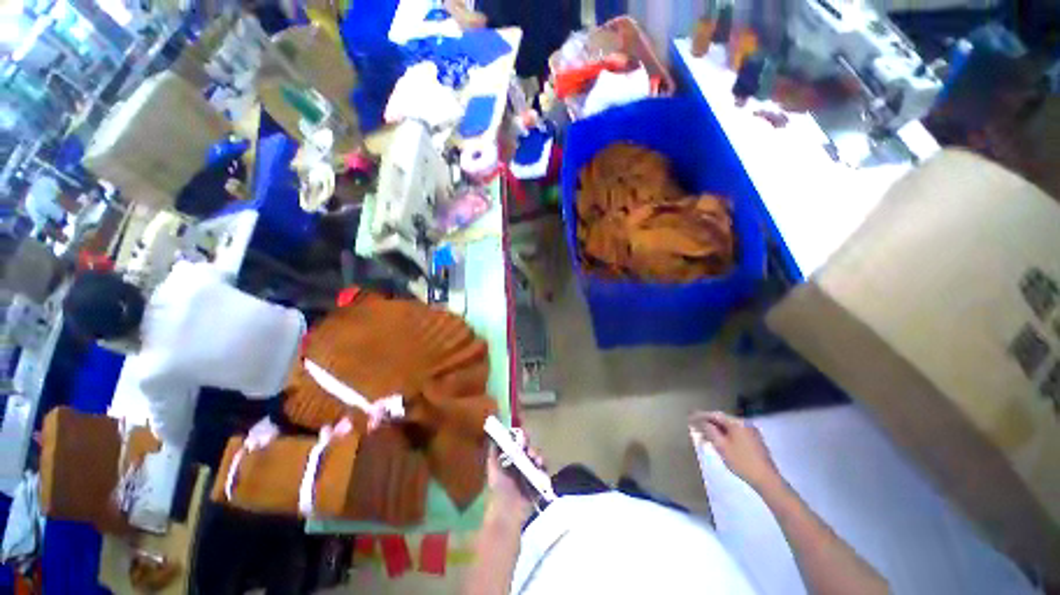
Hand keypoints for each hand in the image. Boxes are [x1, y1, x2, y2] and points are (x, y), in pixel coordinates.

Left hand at [485, 429, 543, 525]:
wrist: (507, 513)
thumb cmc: (498, 490)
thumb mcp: (493, 469)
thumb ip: (493, 453)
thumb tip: (493, 437)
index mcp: (510, 461)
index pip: (518, 446)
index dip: (521, 439)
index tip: (523, 436)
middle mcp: (521, 466)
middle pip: (529, 451)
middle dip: (531, 448)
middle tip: (529, 450)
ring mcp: (530, 475)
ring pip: (537, 460)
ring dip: (538, 456)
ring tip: (536, 459)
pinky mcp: (538, 484)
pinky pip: (544, 472)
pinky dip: (544, 468)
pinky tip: (541, 467)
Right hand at [690, 411, 780, 491]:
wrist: (767, 480)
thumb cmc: (742, 462)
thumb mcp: (721, 446)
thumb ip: (710, 431)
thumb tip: (703, 422)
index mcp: (737, 423)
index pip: (715, 415)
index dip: (702, 416)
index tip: (690, 417)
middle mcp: (745, 424)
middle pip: (723, 420)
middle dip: (709, 424)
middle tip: (696, 428)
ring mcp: (752, 432)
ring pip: (729, 428)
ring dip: (717, 431)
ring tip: (706, 438)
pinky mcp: (755, 441)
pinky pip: (736, 433)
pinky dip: (726, 436)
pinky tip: (720, 443)